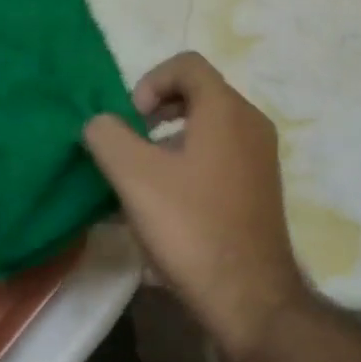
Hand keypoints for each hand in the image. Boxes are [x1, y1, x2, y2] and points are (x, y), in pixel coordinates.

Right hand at [84, 53, 309, 359]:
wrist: (250, 296)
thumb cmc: (192, 226)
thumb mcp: (136, 178)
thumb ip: (108, 138)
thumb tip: (99, 122)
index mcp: (226, 108)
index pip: (187, 64)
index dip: (151, 81)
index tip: (131, 121)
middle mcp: (250, 121)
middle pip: (199, 93)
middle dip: (158, 112)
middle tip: (132, 145)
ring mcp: (260, 155)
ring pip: (209, 127)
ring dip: (171, 141)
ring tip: (142, 180)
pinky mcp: (261, 186)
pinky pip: (221, 155)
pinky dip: (191, 163)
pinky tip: (166, 205)